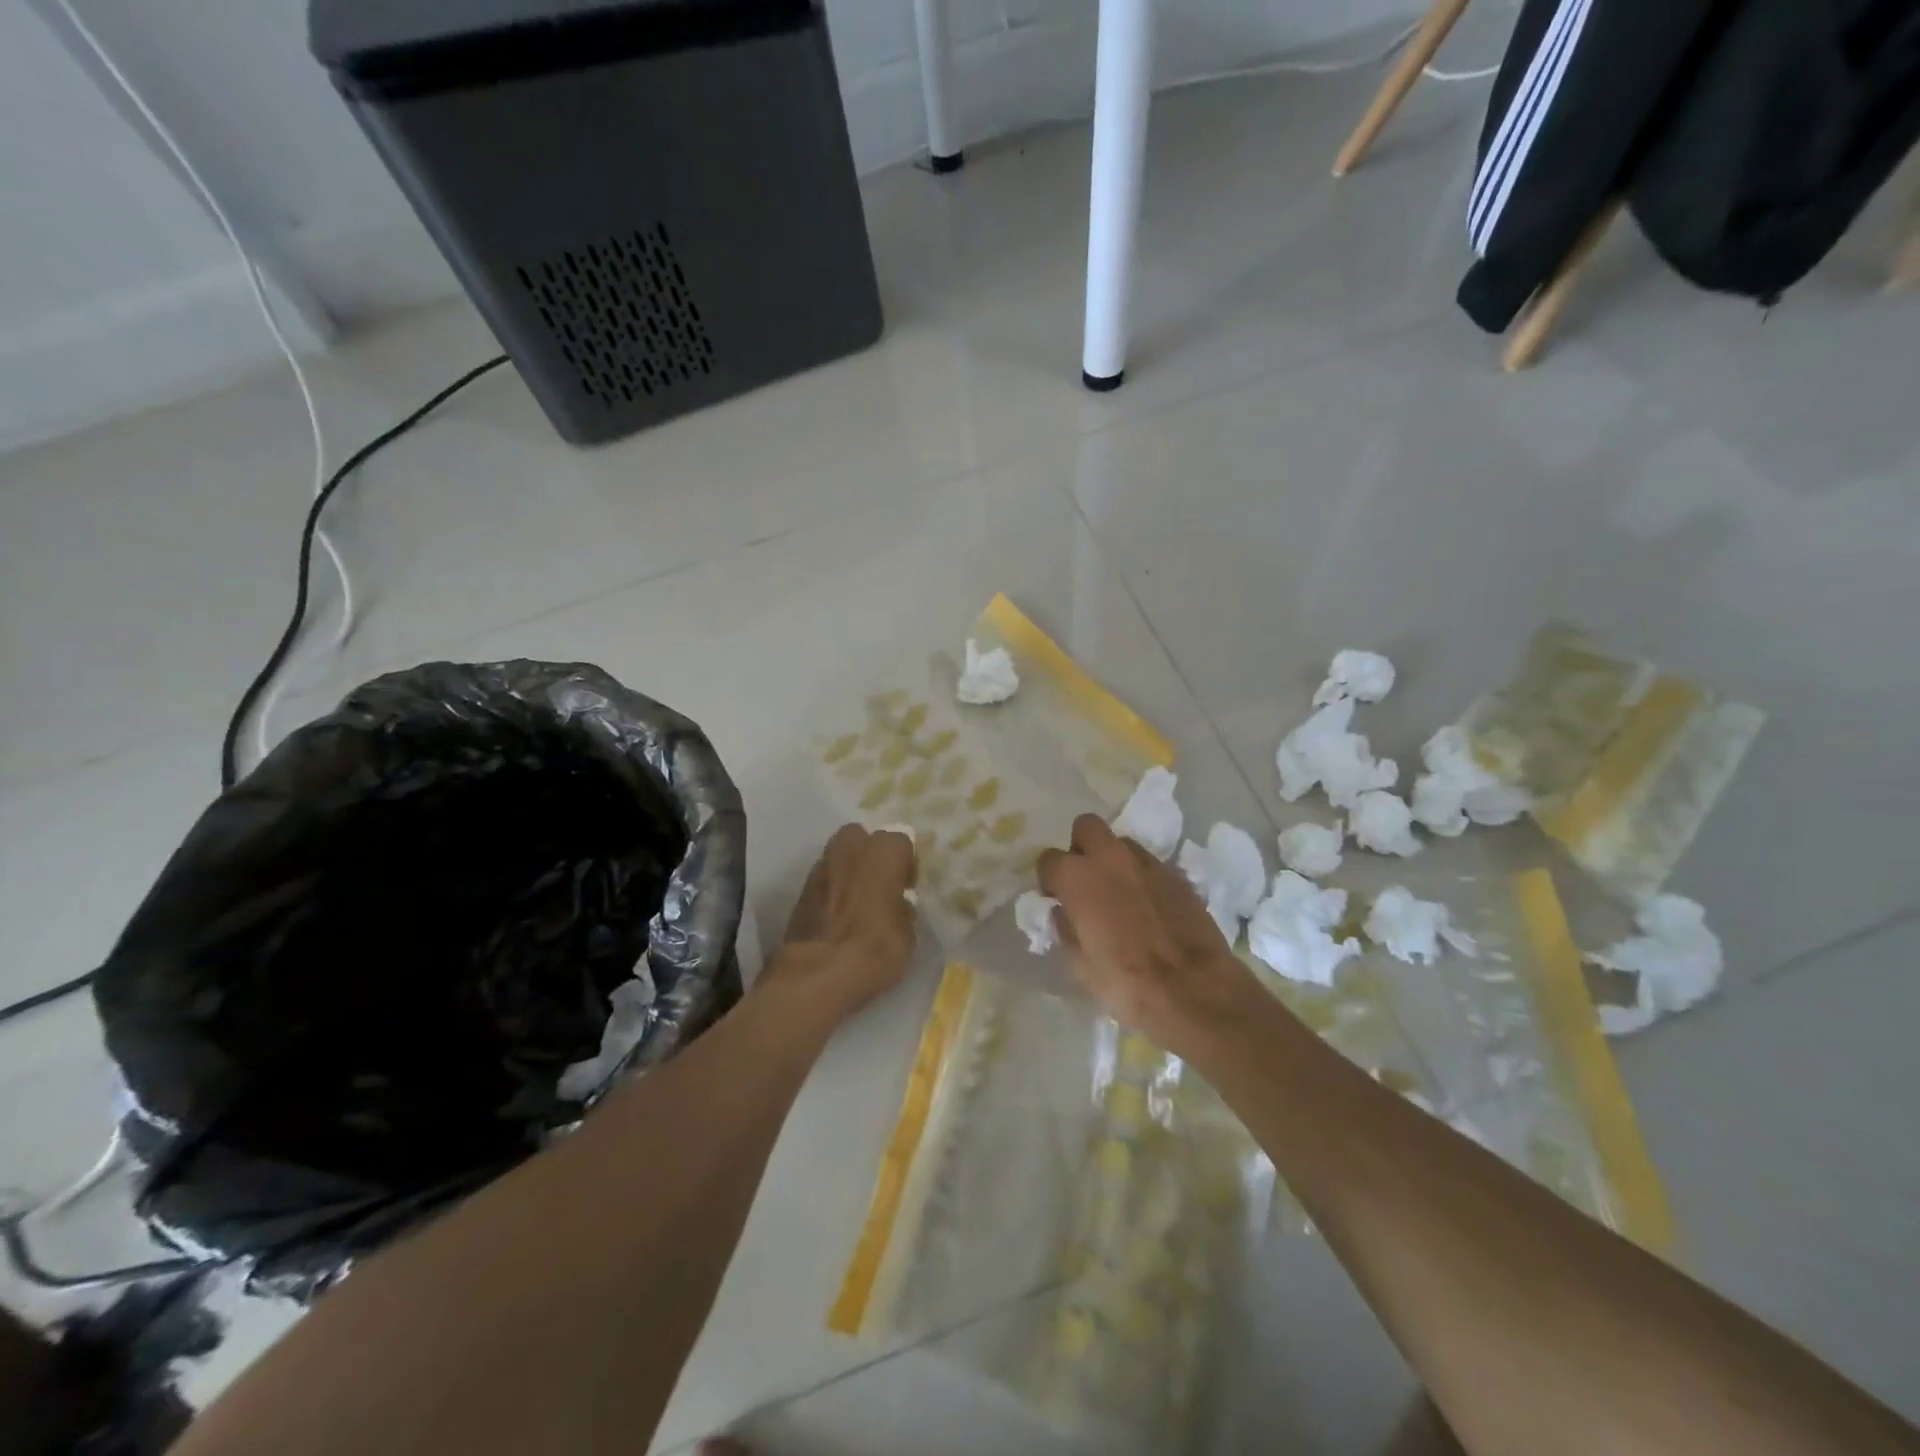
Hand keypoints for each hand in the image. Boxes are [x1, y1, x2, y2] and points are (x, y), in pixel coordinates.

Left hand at [770, 825, 918, 1018]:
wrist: (818, 972)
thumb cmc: (876, 948)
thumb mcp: (909, 933)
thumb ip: (904, 907)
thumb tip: (898, 904)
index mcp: (883, 850)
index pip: (901, 843)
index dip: (906, 866)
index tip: (907, 889)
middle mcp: (851, 847)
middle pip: (864, 839)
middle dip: (872, 856)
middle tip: (881, 886)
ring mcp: (821, 866)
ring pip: (841, 856)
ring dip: (850, 871)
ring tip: (858, 902)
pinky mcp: (801, 889)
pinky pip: (825, 879)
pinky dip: (833, 890)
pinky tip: (838, 915)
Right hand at [1039, 814, 1259, 1053]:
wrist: (1194, 990)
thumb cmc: (1125, 983)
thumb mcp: (1079, 966)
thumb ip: (1067, 929)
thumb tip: (1065, 913)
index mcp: (1079, 878)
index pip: (1049, 859)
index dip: (1049, 879)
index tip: (1055, 898)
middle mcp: (1111, 859)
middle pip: (1087, 827)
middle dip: (1081, 847)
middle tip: (1085, 880)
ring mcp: (1148, 864)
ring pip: (1122, 843)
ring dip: (1114, 860)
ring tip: (1119, 892)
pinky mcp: (1178, 876)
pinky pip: (1150, 865)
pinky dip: (1142, 877)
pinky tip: (1148, 906)